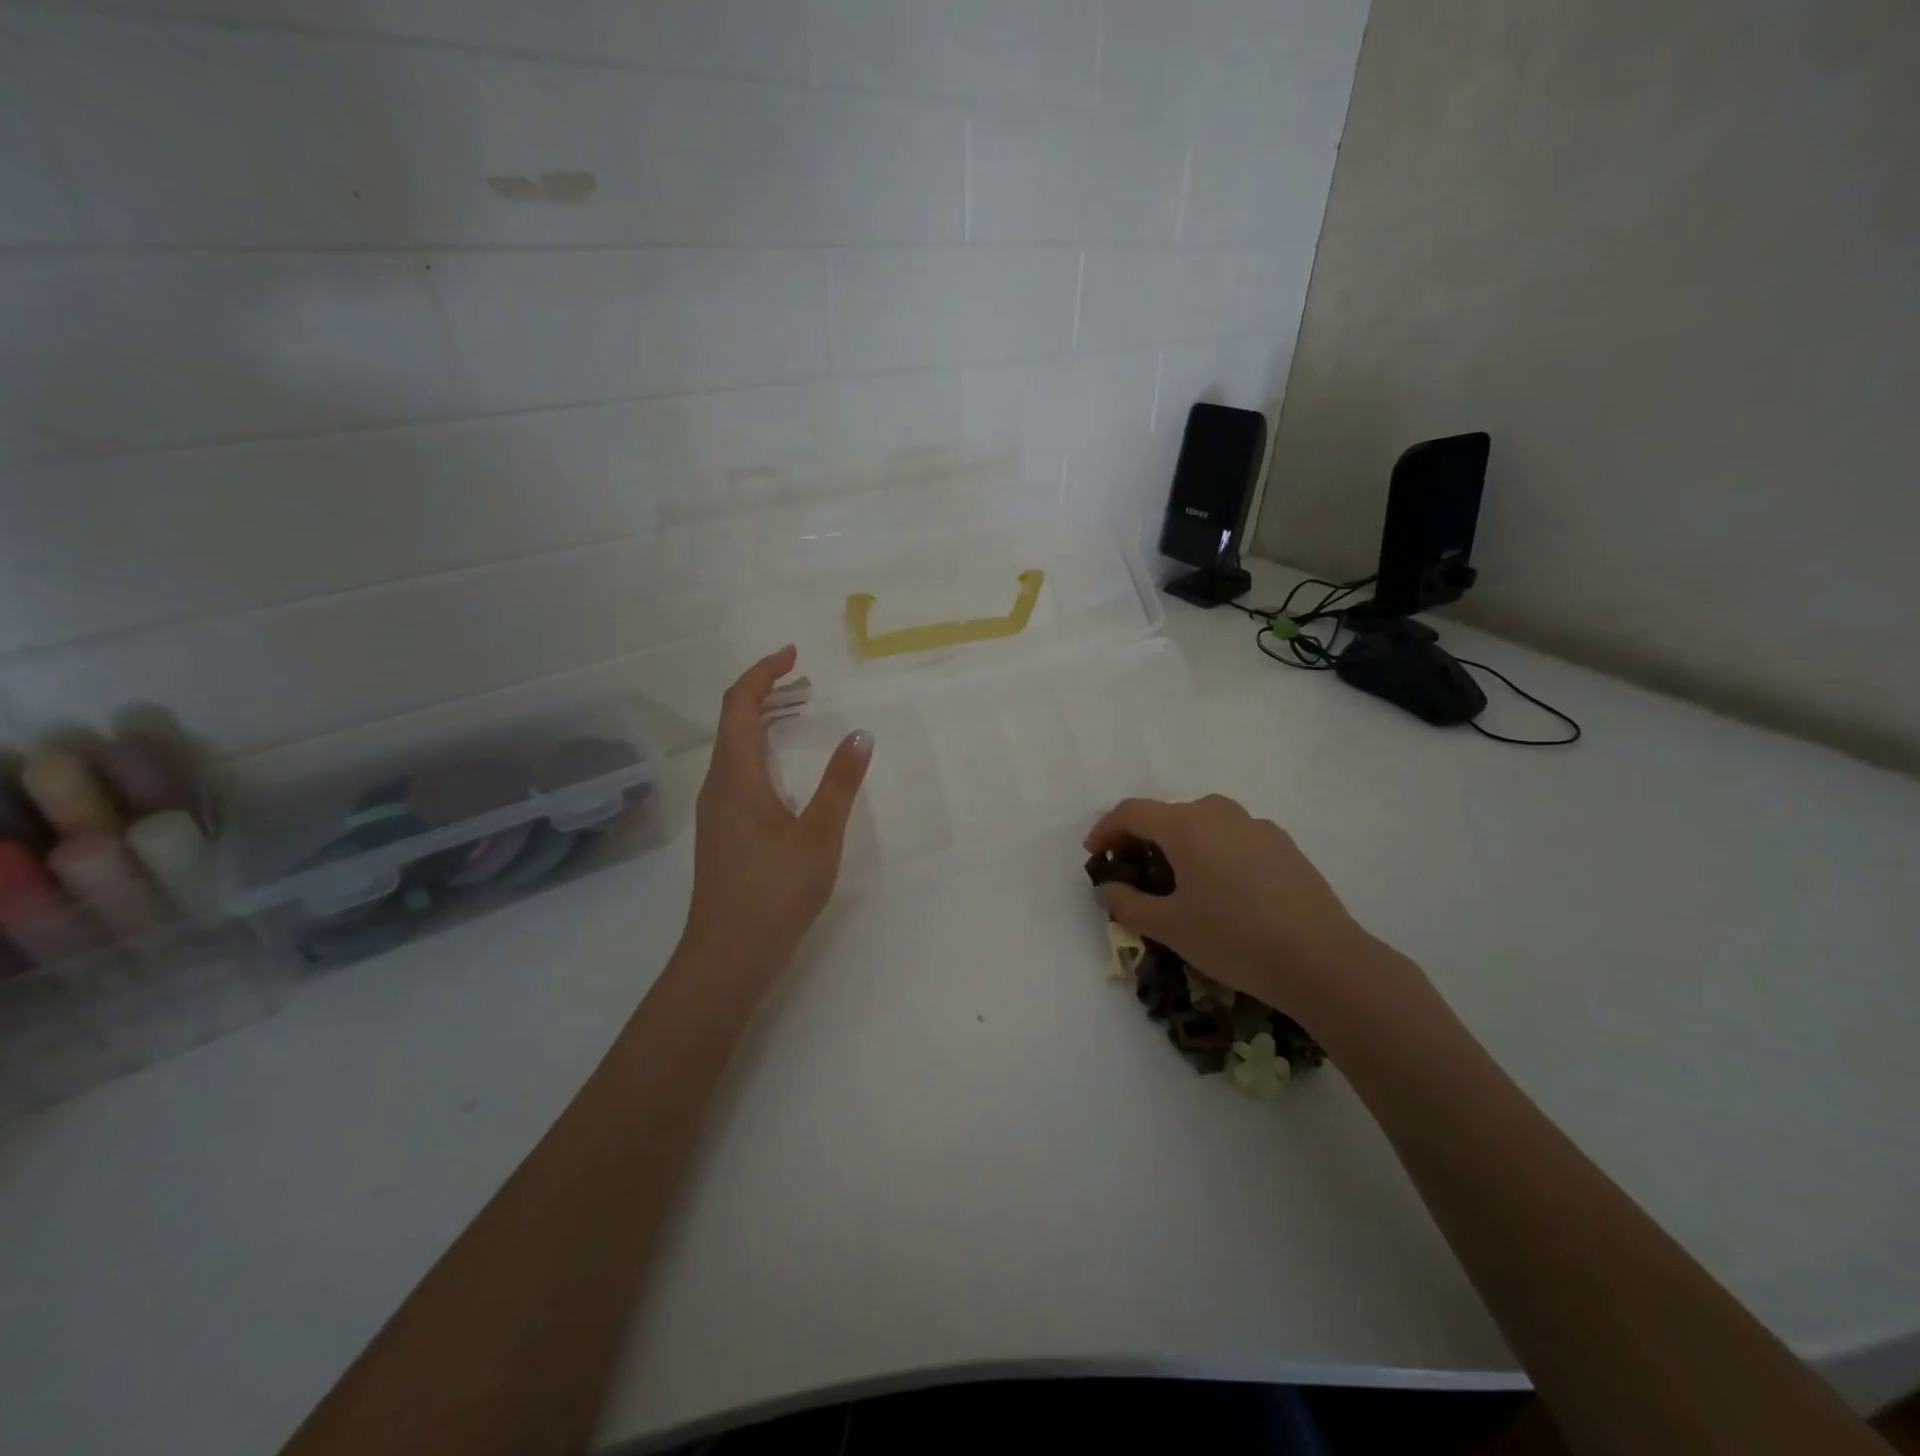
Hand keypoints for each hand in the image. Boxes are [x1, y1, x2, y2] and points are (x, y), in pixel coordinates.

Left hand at [683, 646, 871, 984]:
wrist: (729, 955)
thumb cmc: (775, 891)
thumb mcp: (819, 835)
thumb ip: (840, 783)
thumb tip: (861, 735)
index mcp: (737, 776)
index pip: (739, 705)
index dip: (762, 673)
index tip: (793, 655)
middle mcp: (718, 785)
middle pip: (734, 721)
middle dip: (766, 692)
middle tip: (805, 681)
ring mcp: (716, 810)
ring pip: (734, 748)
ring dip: (764, 722)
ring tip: (801, 713)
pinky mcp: (723, 831)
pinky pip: (738, 771)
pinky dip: (763, 751)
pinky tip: (788, 770)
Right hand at [1084, 795, 1373, 1019]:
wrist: (1322, 960)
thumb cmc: (1233, 937)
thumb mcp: (1169, 927)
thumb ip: (1128, 904)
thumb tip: (1108, 889)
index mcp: (1186, 824)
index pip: (1132, 812)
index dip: (1105, 830)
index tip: (1094, 855)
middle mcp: (1220, 813)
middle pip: (1168, 815)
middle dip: (1142, 839)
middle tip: (1131, 870)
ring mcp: (1257, 826)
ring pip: (1203, 826)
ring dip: (1179, 845)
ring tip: (1175, 882)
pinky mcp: (1284, 846)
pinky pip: (1233, 839)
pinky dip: (1213, 853)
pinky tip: (1221, 891)